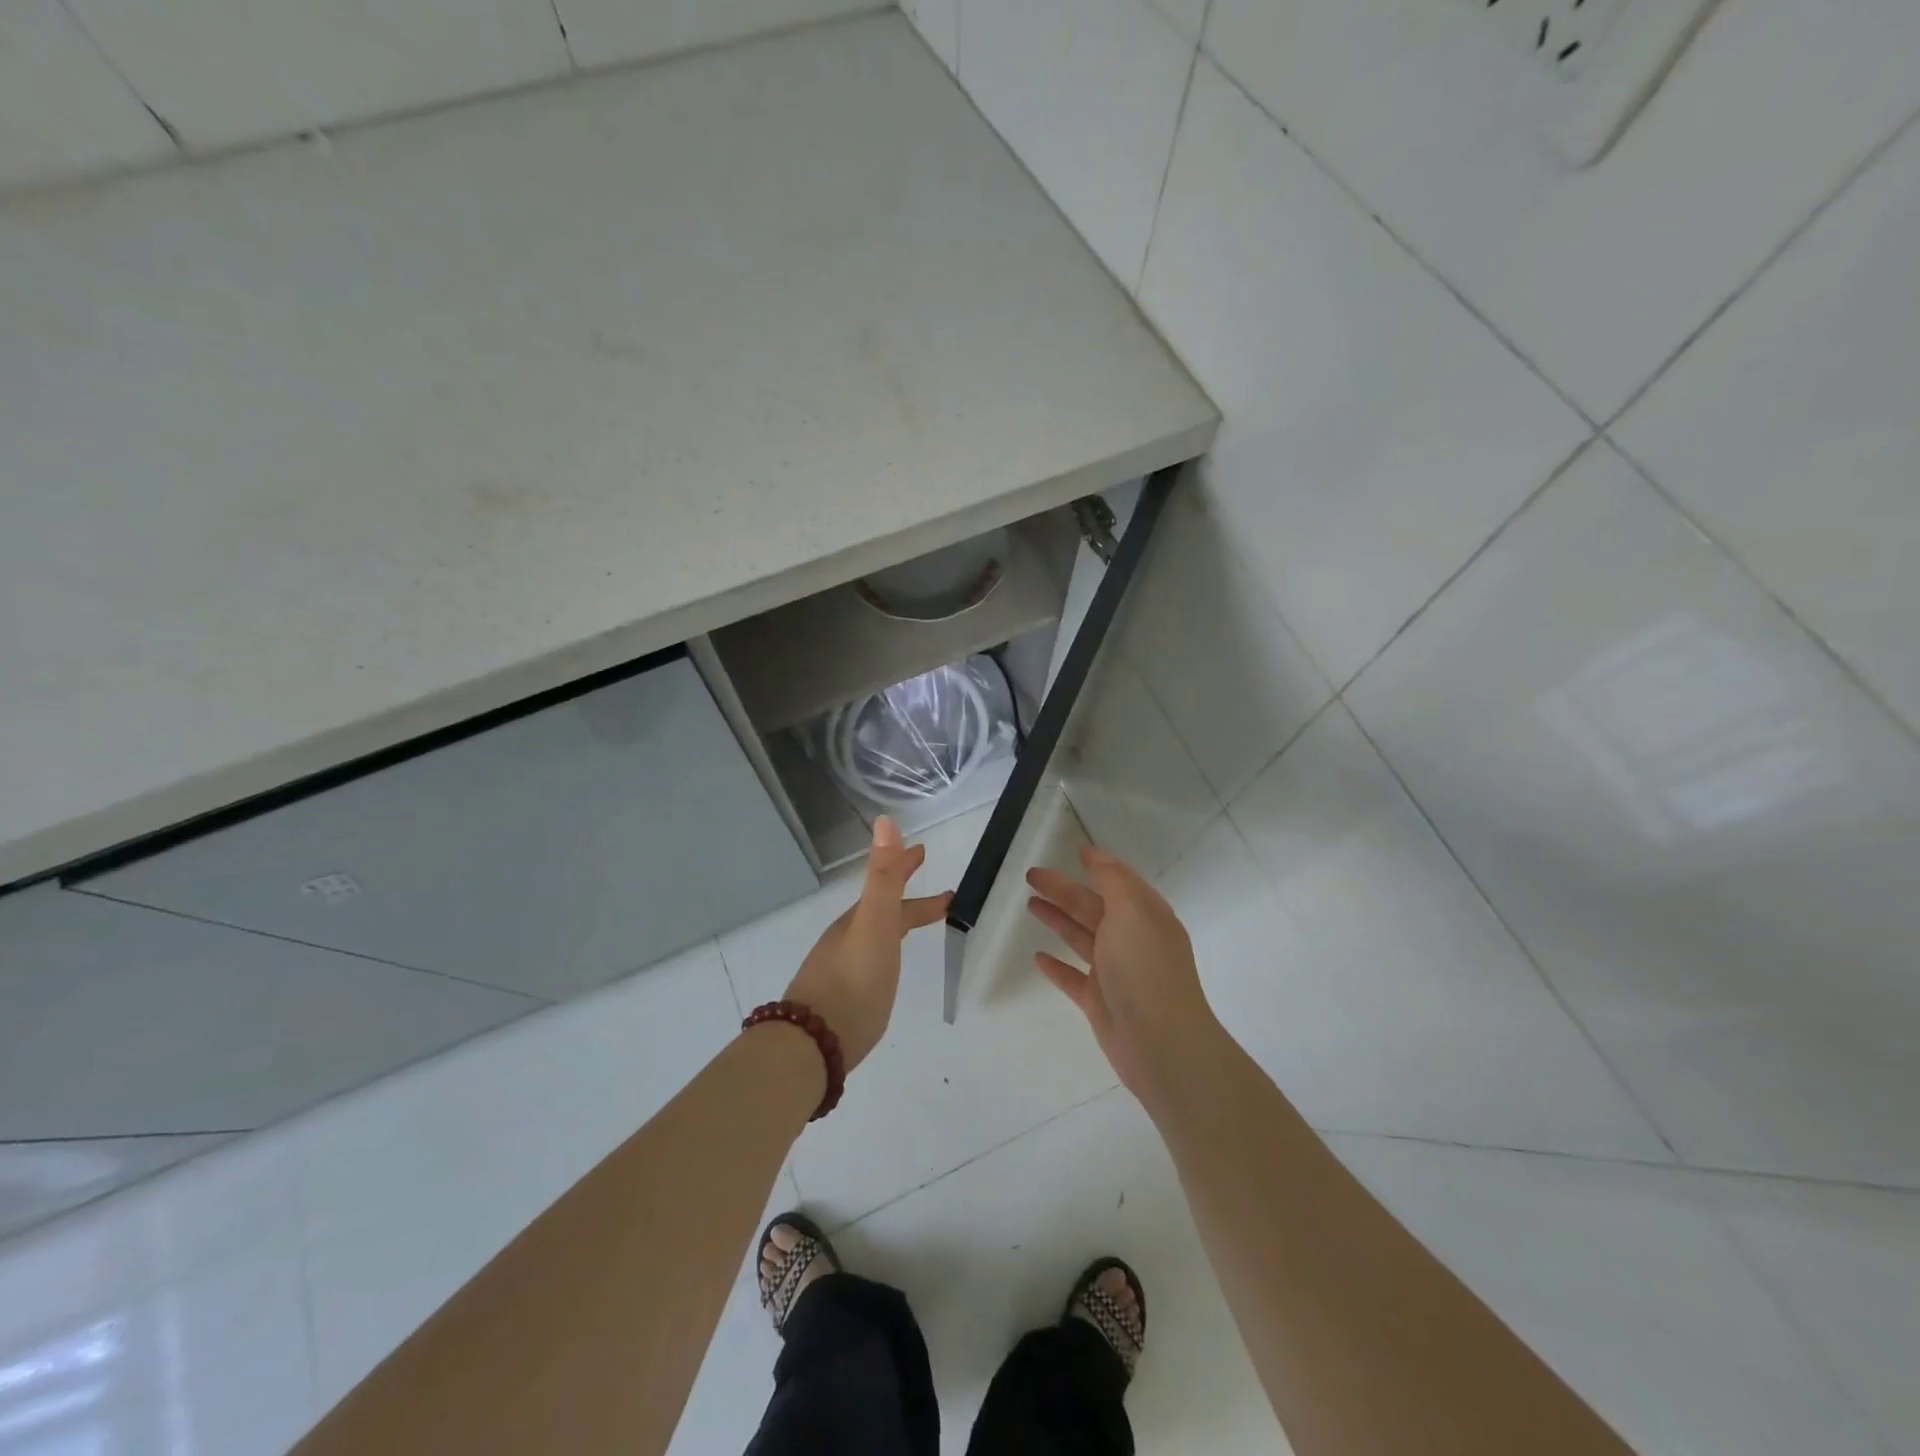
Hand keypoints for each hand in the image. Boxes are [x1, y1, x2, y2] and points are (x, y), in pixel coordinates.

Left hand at [784, 816, 950, 1072]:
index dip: (906, 866)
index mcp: (859, 920)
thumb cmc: (852, 982)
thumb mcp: (874, 924)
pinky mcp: (841, 999)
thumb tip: (885, 819)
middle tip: (935, 890)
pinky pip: (869, 961)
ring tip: (916, 927)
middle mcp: (848, 939)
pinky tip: (885, 970)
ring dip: (896, 922)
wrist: (812, 1044)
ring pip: (874, 935)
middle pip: (881, 908)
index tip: (925, 851)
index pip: (888, 884)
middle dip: (905, 893)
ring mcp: (841, 968)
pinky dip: (884, 951)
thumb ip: (883, 877)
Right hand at [1026, 843, 1221, 1103]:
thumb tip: (1098, 857)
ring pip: (1080, 938)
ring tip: (1030, 905)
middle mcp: (1132, 940)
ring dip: (1058, 920)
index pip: (1119, 881)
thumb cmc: (1146, 969)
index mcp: (1146, 915)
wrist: (1161, 1044)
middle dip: (1064, 890)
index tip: (1077, 850)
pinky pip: (1073, 977)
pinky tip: (1038, 956)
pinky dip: (1056, 965)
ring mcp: (1115, 972)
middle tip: (1032, 876)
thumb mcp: (1132, 912)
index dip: (1099, 865)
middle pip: (1092, 907)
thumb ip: (1113, 881)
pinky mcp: (1100, 1001)